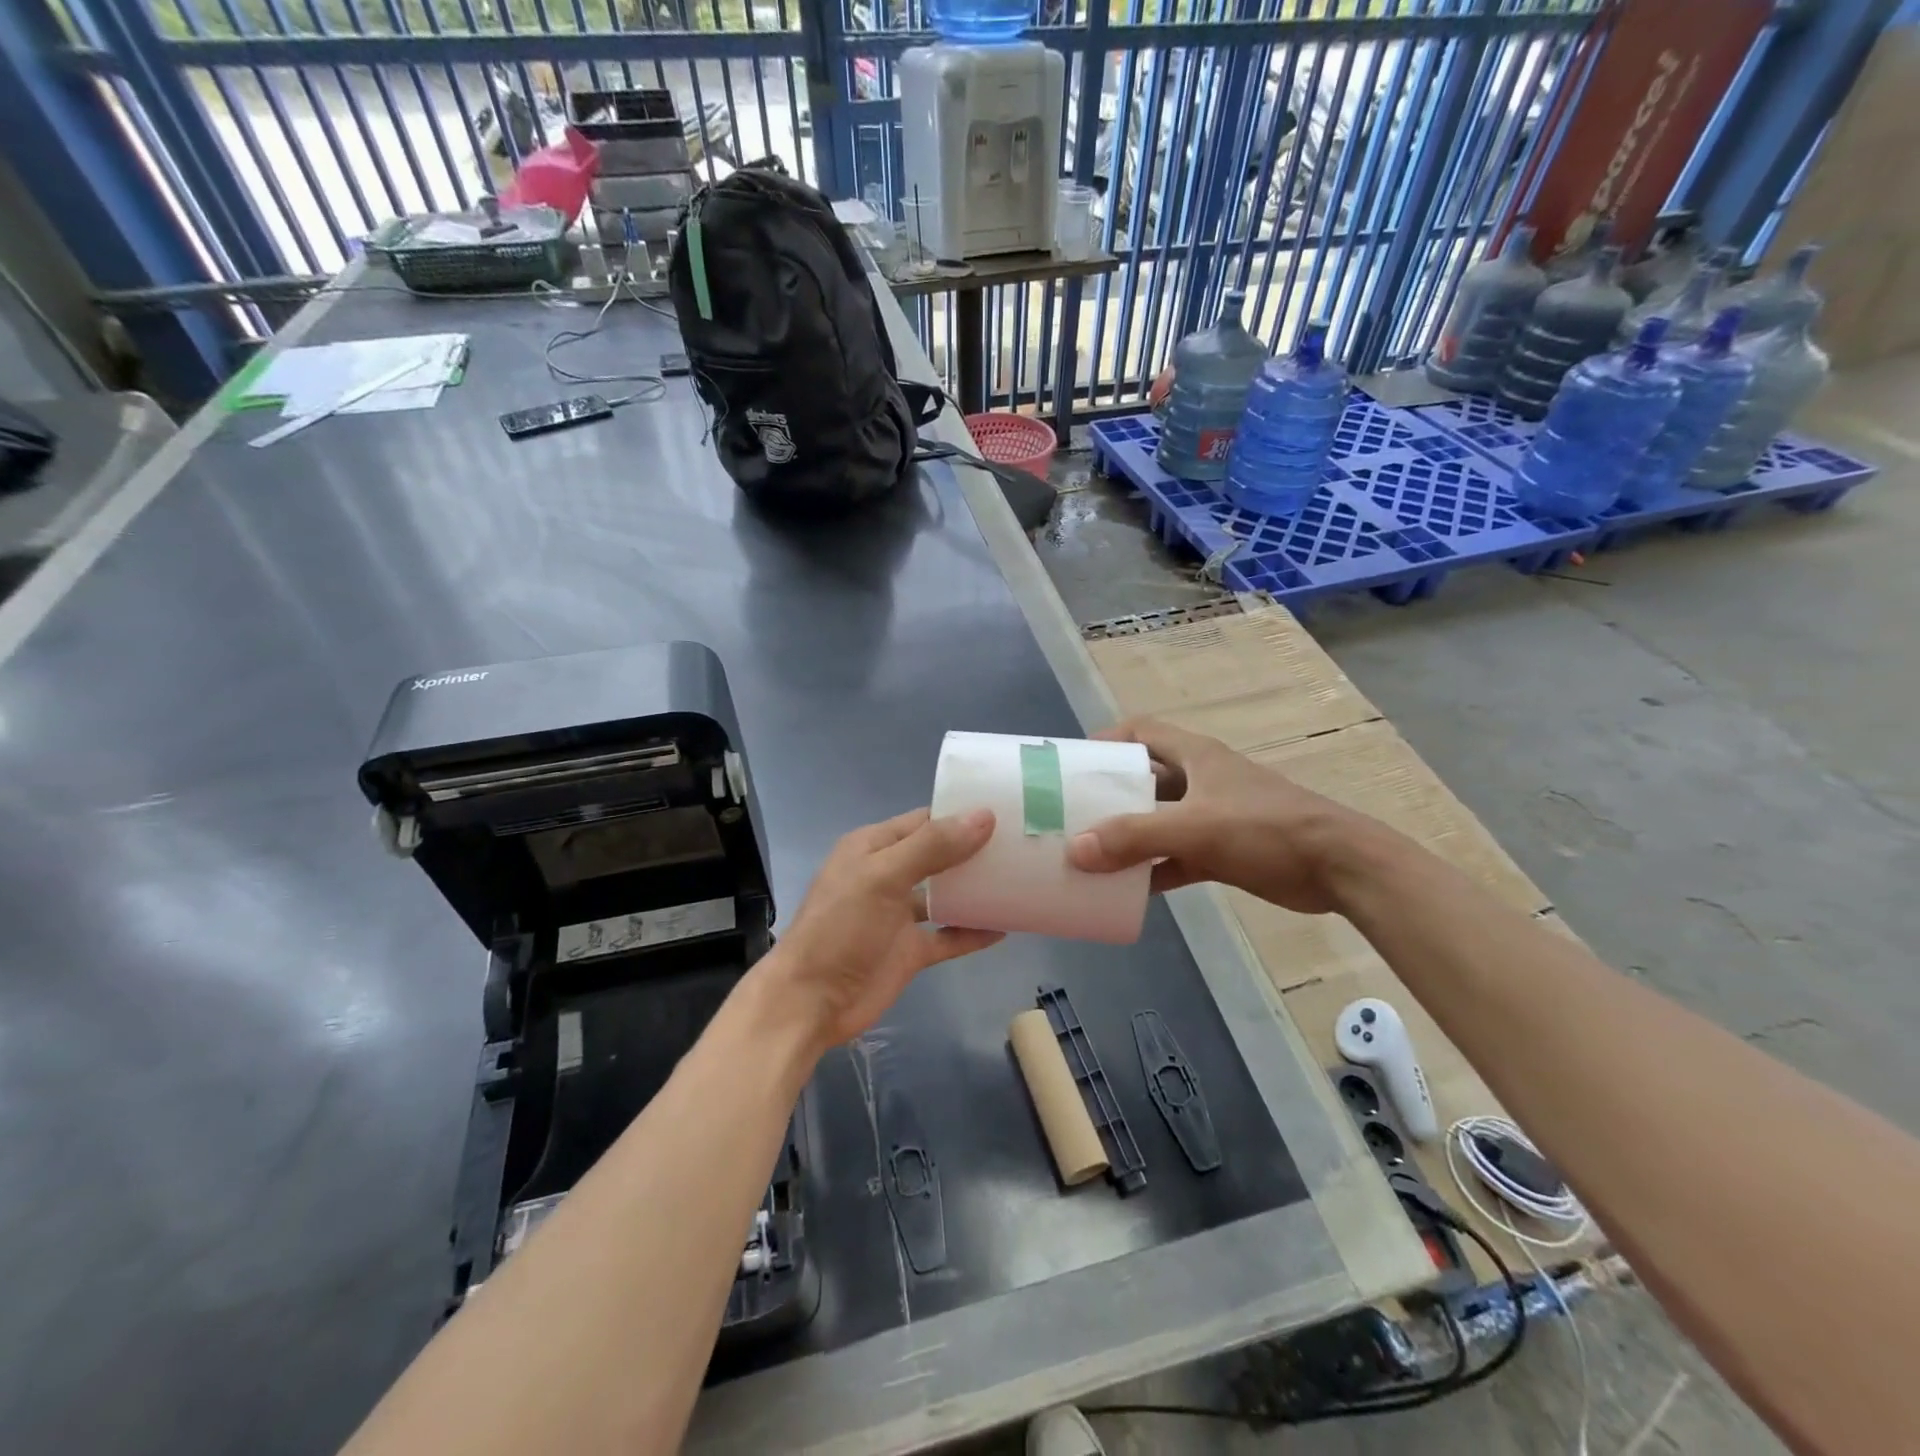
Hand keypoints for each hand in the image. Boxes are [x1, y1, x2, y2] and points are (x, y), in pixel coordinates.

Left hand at [767, 807, 1002, 1053]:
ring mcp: (899, 916)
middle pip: (939, 855)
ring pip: (945, 895)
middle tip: (1023, 843)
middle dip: (975, 849)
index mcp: (873, 847)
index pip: (924, 820)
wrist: (810, 1002)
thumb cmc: (840, 928)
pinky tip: (1005, 927)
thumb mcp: (883, 877)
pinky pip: (948, 936)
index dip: (961, 814)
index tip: (1006, 810)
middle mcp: (888, 875)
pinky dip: (972, 932)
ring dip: (976, 890)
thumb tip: (984, 816)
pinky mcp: (909, 951)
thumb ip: (932, 847)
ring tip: (1021, 879)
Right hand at [1065, 718, 1365, 913]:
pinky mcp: (1225, 851)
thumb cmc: (1266, 829)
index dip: (1107, 739)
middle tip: (1074, 814)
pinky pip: (1177, 856)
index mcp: (1196, 756)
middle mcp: (1202, 780)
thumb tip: (1076, 850)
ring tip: (1091, 854)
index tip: (1076, 762)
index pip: (1142, 731)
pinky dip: (1155, 870)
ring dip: (1130, 836)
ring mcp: (1214, 816)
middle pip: (1145, 779)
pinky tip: (1129, 890)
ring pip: (1159, 820)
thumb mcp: (1195, 828)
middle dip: (1110, 794)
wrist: (1340, 868)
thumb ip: (1134, 837)